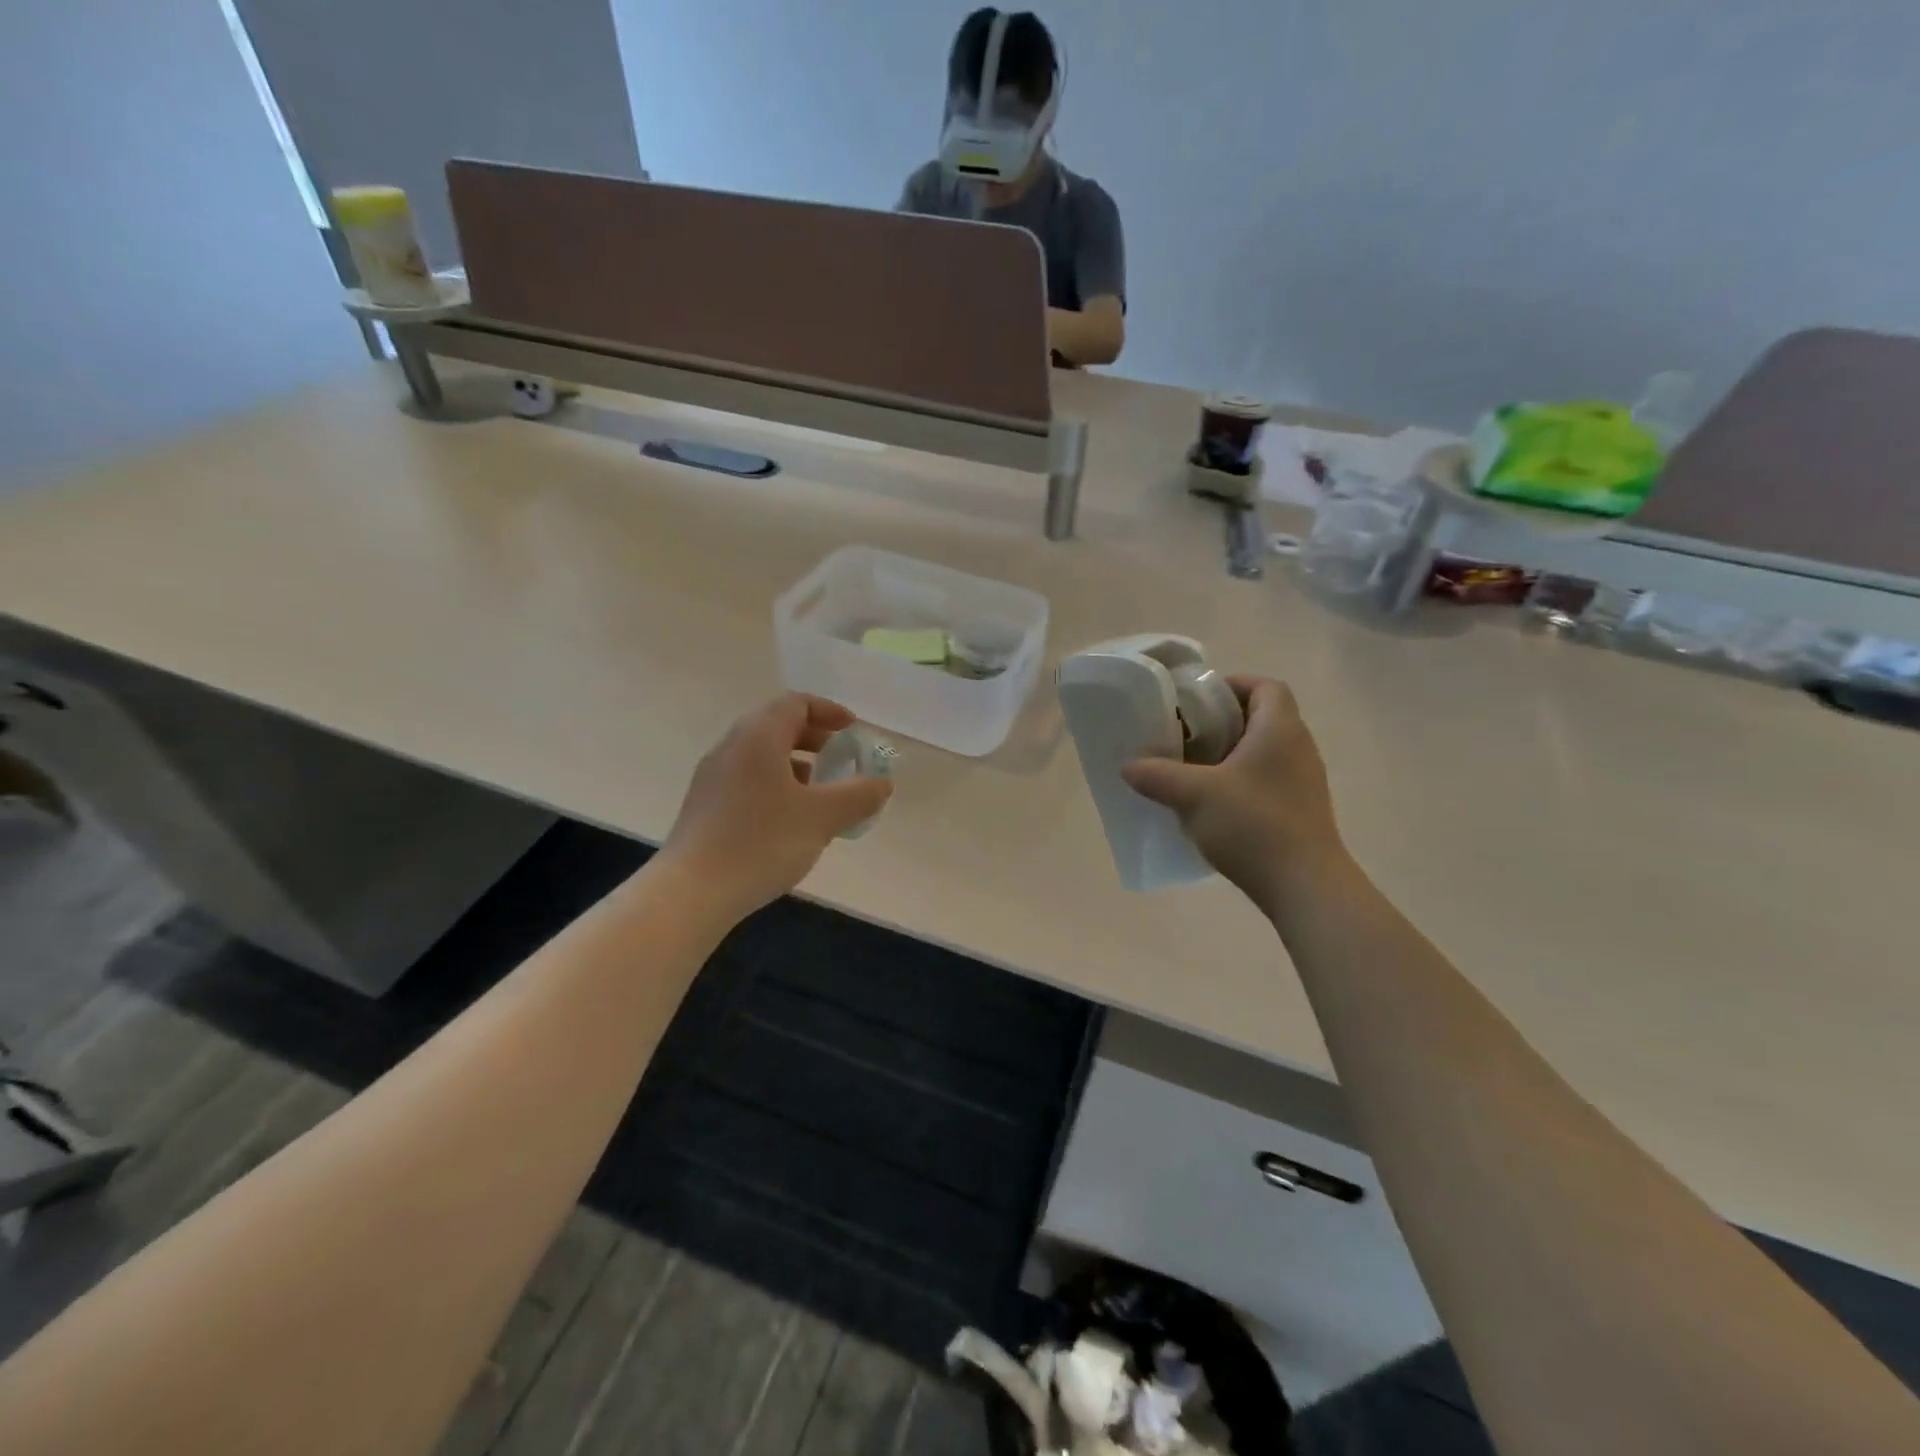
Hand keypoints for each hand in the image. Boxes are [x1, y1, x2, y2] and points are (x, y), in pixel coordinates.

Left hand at [662, 694, 892, 916]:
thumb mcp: (822, 817)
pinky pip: (749, 778)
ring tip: (821, 793)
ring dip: (797, 763)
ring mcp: (714, 776)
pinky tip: (791, 819)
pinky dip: (777, 783)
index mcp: (758, 736)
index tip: (854, 731)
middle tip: (843, 760)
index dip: (830, 711)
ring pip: (762, 754)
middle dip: (816, 738)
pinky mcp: (706, 804)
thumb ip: (859, 795)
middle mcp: (732, 746)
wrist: (692, 891)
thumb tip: (883, 783)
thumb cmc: (762, 843)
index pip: (796, 703)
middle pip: (778, 725)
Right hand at [1120, 677, 1345, 911]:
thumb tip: (1128, 766)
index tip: (1197, 700)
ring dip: (1229, 753)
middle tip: (1185, 734)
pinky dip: (1240, 780)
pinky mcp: (1300, 809)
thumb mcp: (1194, 796)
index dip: (1232, 685)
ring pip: (1263, 751)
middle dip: (1222, 721)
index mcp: (1279, 729)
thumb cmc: (1253, 826)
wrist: (1304, 886)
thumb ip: (1158, 775)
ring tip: (1192, 769)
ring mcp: (1303, 781)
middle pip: (1262, 716)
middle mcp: (1298, 747)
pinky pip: (1267, 779)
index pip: (1265, 686)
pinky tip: (1213, 803)